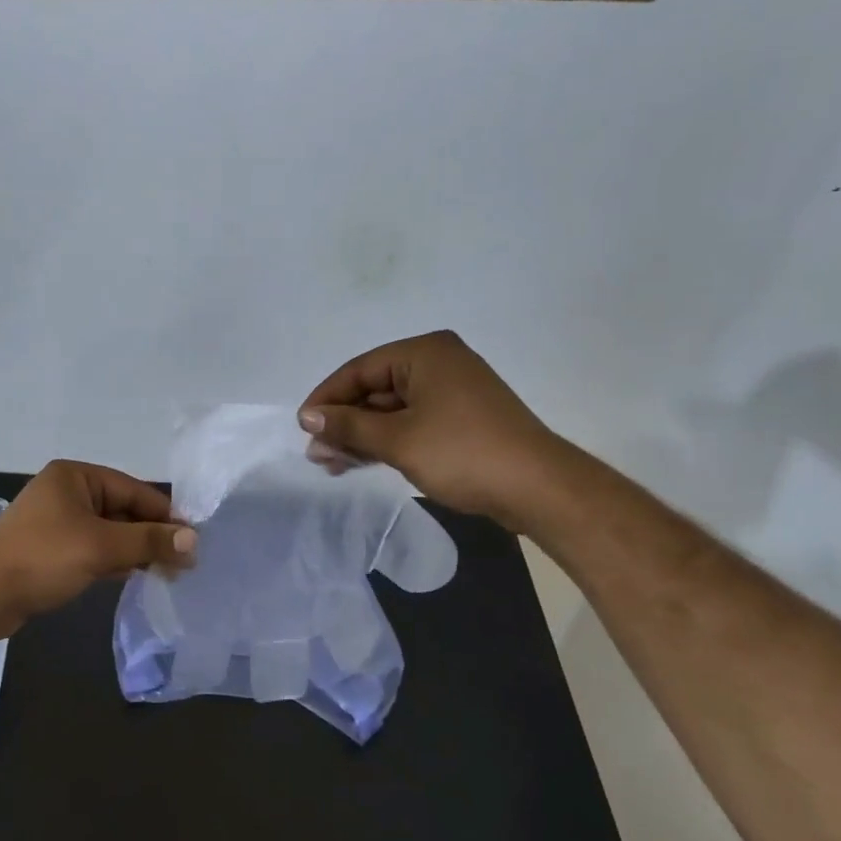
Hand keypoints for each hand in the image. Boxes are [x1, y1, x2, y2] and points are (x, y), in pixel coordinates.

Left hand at [0, 460, 196, 636]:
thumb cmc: (43, 557)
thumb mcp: (101, 546)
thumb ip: (149, 541)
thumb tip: (194, 540)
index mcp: (76, 477)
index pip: (133, 490)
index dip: (165, 515)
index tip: (194, 540)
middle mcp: (67, 493)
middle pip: (122, 510)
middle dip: (151, 535)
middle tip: (185, 562)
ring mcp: (57, 523)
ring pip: (109, 533)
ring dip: (135, 550)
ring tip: (169, 573)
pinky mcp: (51, 551)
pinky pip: (93, 550)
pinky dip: (114, 561)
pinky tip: (137, 576)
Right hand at [297, 330, 569, 525]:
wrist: (538, 488)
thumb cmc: (462, 453)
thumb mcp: (397, 440)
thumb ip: (348, 426)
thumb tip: (308, 418)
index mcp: (424, 353)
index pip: (359, 370)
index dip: (327, 399)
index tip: (303, 428)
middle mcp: (438, 363)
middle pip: (374, 388)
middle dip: (344, 422)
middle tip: (317, 453)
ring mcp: (452, 391)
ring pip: (391, 409)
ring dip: (361, 435)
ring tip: (332, 464)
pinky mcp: (461, 418)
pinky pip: (411, 421)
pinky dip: (386, 440)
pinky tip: (362, 461)